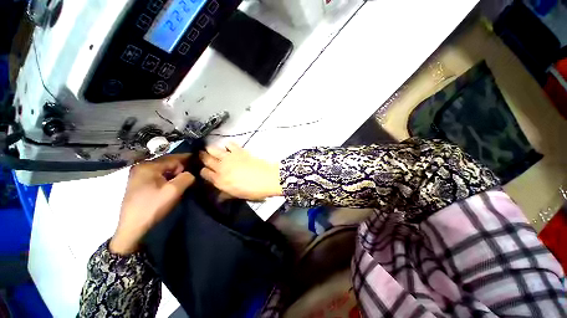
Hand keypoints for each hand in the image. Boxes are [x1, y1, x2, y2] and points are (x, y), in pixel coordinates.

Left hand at [110, 154, 194, 254]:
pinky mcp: (139, 184)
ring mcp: (139, 175)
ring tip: (186, 179)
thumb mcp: (174, 191)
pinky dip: (169, 178)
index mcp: (148, 166)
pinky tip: (174, 184)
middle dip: (182, 167)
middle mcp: (141, 167)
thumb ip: (187, 177)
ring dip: (176, 174)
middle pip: (168, 163)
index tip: (200, 164)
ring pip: (164, 170)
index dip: (188, 161)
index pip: (174, 158)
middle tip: (194, 174)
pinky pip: (159, 176)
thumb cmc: (153, 207)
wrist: (133, 228)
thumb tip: (191, 173)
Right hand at [200, 142, 281, 200]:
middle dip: (203, 157)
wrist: (267, 179)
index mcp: (219, 181)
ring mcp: (229, 157)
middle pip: (206, 159)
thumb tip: (218, 196)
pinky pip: (229, 144)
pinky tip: (229, 147)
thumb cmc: (253, 190)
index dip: (204, 171)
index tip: (207, 170)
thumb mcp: (238, 195)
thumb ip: (225, 194)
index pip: (204, 173)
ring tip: (213, 150)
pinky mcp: (239, 151)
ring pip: (213, 149)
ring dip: (211, 149)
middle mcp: (221, 168)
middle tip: (204, 156)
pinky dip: (228, 144)